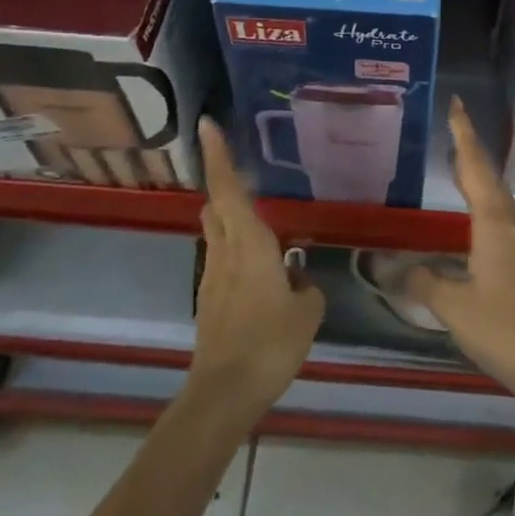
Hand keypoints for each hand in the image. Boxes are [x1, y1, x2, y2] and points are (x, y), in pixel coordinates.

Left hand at [190, 117, 323, 423]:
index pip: (227, 189)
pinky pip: (221, 255)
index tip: (207, 123)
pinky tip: (260, 261)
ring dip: (229, 211)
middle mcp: (225, 251)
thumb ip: (307, 288)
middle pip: (216, 204)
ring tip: (256, 209)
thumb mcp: (306, 313)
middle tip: (240, 161)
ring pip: (216, 229)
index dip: (217, 155)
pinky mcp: (210, 297)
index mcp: (249, 244)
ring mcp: (212, 275)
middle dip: (222, 179)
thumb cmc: (269, 343)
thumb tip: (300, 279)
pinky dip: (235, 243)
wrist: (224, 392)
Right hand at [406, 98, 514, 420]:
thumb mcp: (454, 308)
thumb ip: (422, 282)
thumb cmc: (505, 331)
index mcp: (495, 226)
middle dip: (471, 151)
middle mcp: (514, 227)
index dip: (464, 136)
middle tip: (454, 127)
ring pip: (500, 201)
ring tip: (461, 165)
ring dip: (481, 178)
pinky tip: (480, 220)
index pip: (475, 169)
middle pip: (490, 179)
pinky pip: (505, 222)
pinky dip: (488, 206)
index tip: (457, 105)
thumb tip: (392, 266)